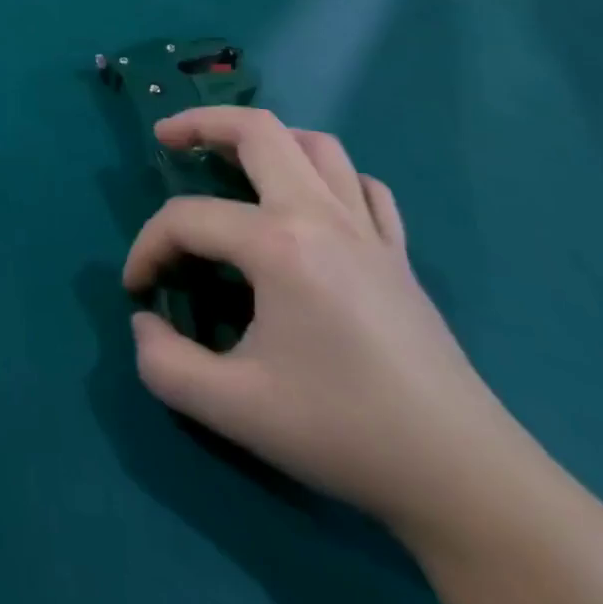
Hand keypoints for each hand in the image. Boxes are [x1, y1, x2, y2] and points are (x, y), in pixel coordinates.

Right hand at [123, 107, 551, 544]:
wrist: (465, 481)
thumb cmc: (343, 432)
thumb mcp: (234, 408)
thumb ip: (164, 363)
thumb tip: (143, 323)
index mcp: (278, 244)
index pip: (187, 219)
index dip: (148, 247)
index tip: (137, 289)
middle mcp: (321, 215)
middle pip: (257, 130)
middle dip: (200, 123)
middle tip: (165, 139)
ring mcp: (368, 229)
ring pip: (315, 145)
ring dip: (266, 140)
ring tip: (233, 159)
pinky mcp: (398, 253)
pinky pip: (362, 187)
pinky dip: (328, 177)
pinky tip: (311, 203)